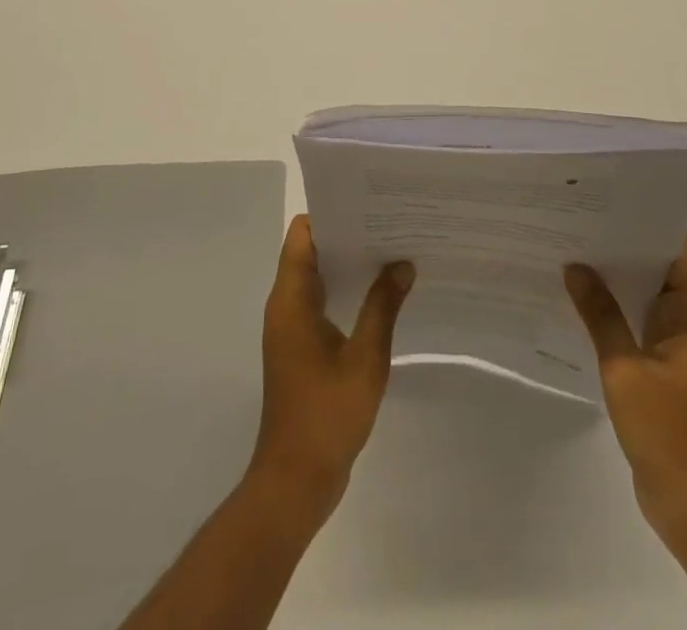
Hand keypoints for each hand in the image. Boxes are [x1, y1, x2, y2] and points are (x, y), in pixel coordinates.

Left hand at [247, 215, 413, 528]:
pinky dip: (345, 292)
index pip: (302, 235)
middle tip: (389, 225)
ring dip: (347, 265)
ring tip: (390, 253)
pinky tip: (379, 297)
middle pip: (310, 251)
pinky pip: (319, 303)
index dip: (331, 214)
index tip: (367, 205)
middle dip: (346, 236)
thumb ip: (383, 307)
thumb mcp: (365, 358)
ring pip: (316, 278)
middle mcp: (285, 305)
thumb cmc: (326, 414)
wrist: (295, 480)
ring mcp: (290, 328)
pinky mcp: (299, 348)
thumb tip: (402, 264)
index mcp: (291, 299)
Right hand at [565, 244, 686, 557]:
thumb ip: (601, 316)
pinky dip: (618, 313)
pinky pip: (642, 329)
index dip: (650, 225)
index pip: (680, 254)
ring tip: (574, 250)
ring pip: (650, 301)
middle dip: (625, 248)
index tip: (611, 201)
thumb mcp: (627, 371)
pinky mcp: (669, 376)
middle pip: (663, 273)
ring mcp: (684, 354)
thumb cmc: (672, 438)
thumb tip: (576, 266)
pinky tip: (583, 301)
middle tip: (580, 219)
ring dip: (619, 282)